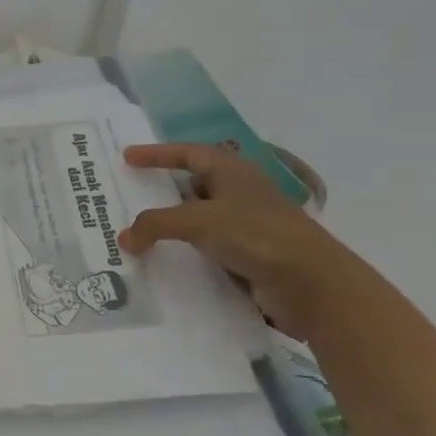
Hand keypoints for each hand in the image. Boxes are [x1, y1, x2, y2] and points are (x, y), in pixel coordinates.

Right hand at [118, 143, 362, 340]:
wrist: (311, 282)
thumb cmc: (255, 234)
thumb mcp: (198, 222)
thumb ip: (156, 225)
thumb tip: (125, 238)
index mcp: (231, 170)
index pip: (187, 153)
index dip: (156, 154)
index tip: (128, 157)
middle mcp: (240, 191)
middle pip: (195, 182)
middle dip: (165, 187)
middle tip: (134, 192)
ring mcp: (247, 223)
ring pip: (201, 216)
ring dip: (175, 221)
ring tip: (143, 229)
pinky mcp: (251, 252)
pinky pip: (209, 244)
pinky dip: (188, 247)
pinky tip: (170, 257)